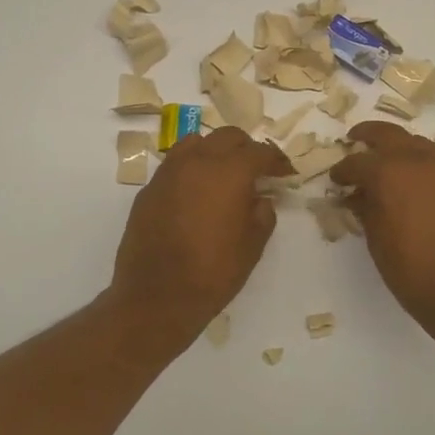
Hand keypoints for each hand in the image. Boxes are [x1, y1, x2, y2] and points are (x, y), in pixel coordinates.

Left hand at [109, 126, 293, 336]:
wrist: (156, 297)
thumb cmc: (213, 273)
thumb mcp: (252, 246)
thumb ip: (262, 214)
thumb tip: (261, 198)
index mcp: (229, 172)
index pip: (259, 152)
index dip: (276, 160)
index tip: (285, 173)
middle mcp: (197, 162)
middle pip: (227, 137)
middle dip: (246, 149)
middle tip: (257, 171)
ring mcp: (168, 173)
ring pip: (196, 143)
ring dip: (215, 152)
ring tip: (224, 175)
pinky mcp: (149, 189)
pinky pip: (175, 165)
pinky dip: (191, 169)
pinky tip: (196, 194)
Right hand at [330, 121, 434, 340]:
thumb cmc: (413, 269)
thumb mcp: (377, 240)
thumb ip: (365, 210)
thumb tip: (357, 195)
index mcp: (388, 172)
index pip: (356, 162)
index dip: (342, 171)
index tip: (335, 179)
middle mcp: (416, 160)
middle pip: (387, 134)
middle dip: (368, 135)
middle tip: (354, 141)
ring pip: (414, 142)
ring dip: (396, 145)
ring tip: (383, 160)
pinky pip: (433, 159)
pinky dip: (416, 159)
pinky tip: (409, 178)